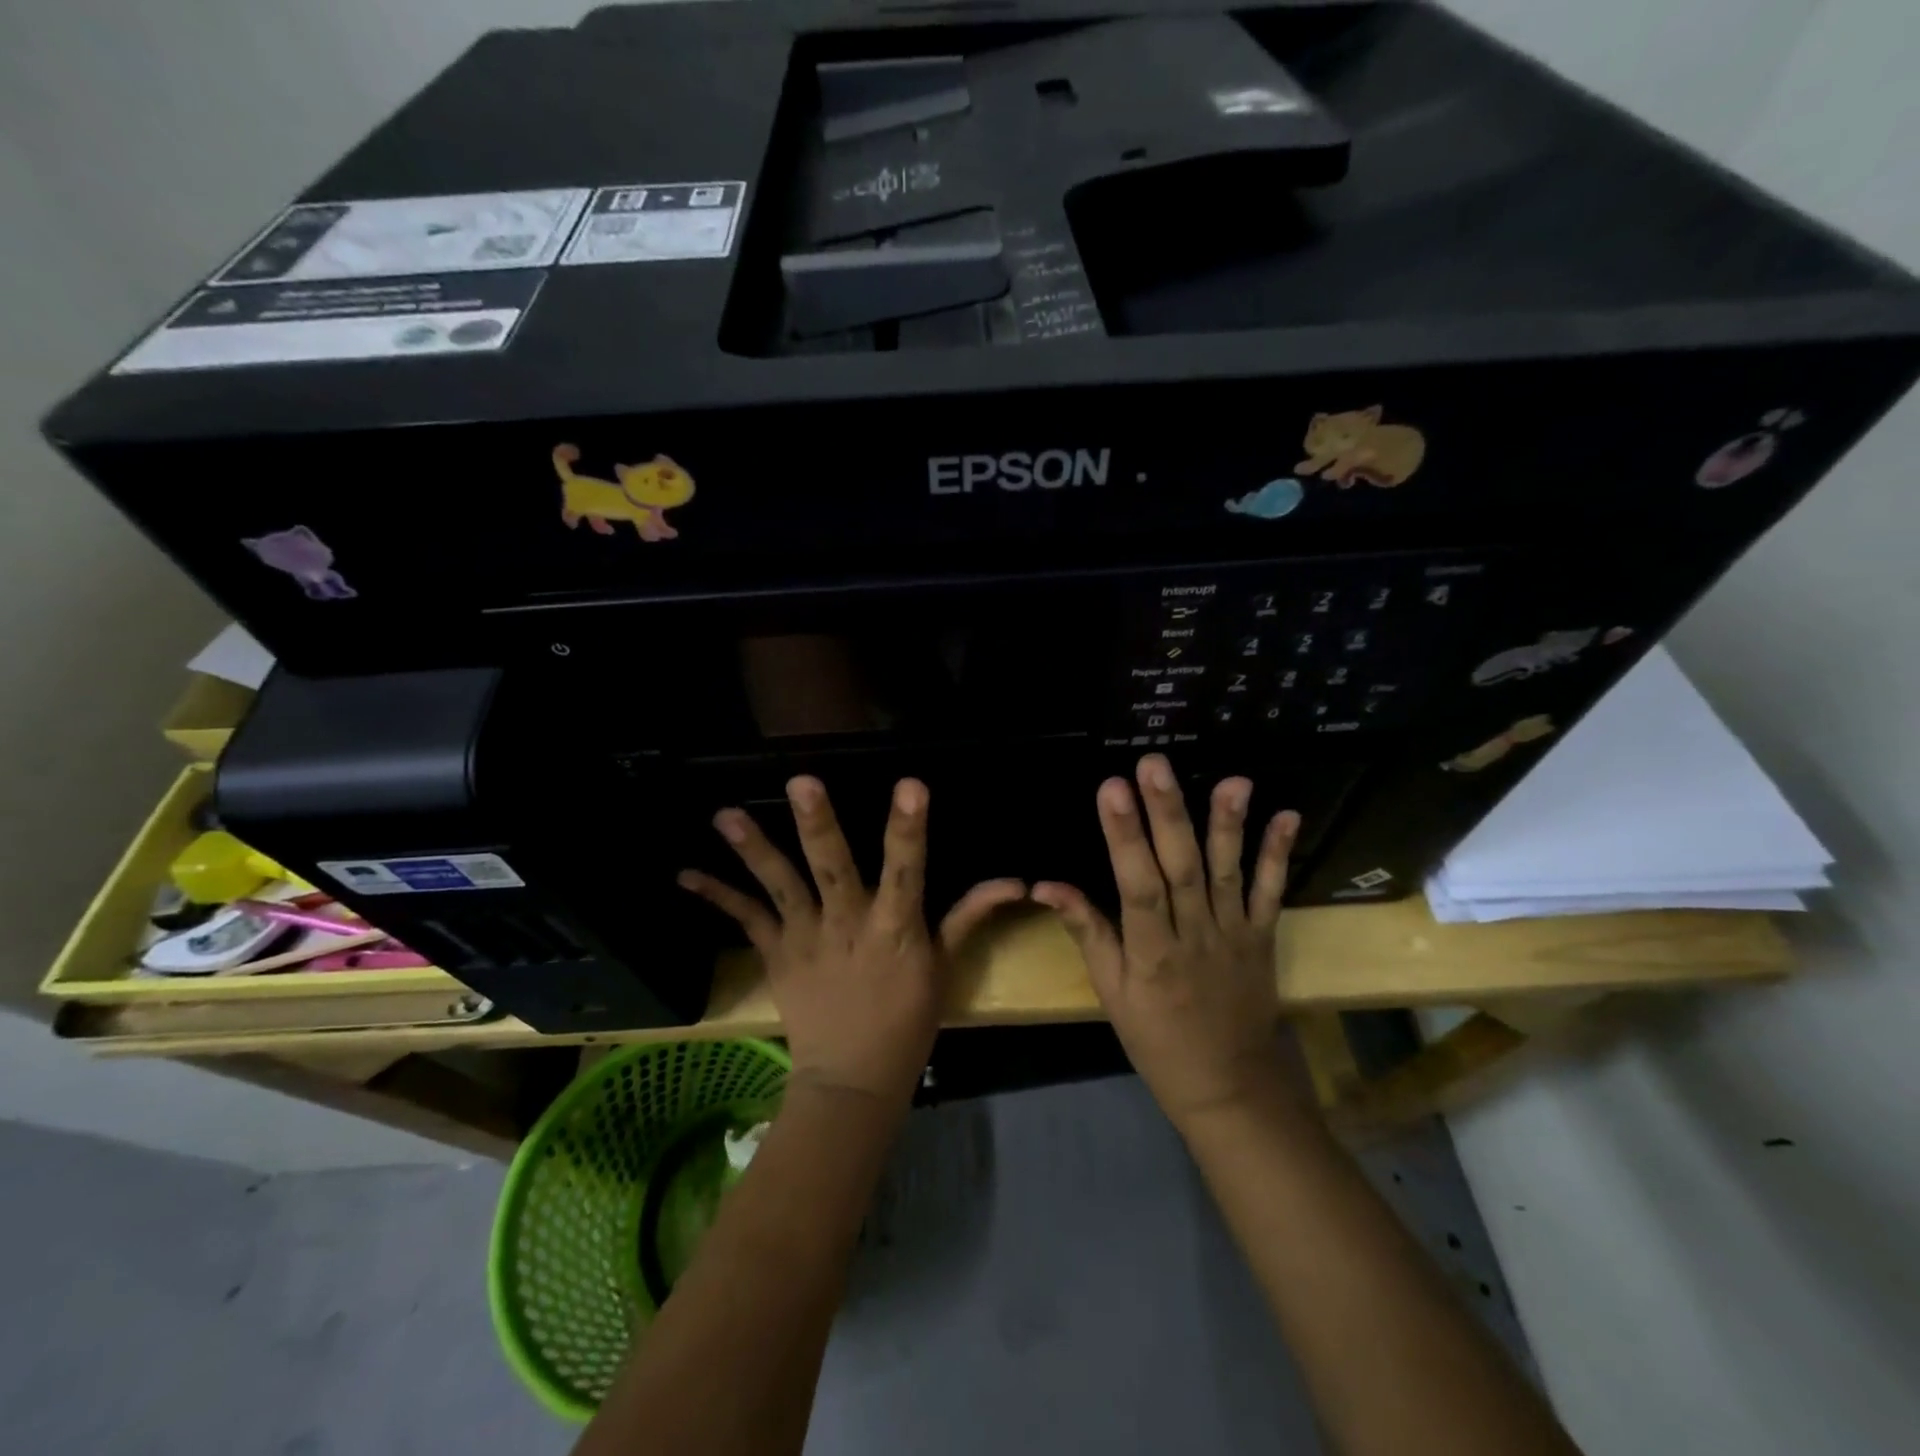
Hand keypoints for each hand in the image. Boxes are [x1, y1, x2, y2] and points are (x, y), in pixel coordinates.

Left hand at [680, 776, 1025, 1108]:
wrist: (854, 1079)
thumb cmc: (908, 1020)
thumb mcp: (945, 966)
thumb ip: (970, 916)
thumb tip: (1013, 881)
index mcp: (895, 928)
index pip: (908, 870)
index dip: (908, 830)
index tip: (911, 787)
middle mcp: (847, 925)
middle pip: (833, 869)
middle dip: (819, 825)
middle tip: (801, 782)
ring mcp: (806, 939)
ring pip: (780, 887)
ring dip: (754, 850)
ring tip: (726, 816)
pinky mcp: (777, 955)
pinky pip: (746, 921)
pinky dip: (717, 897)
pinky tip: (686, 874)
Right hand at [1033, 755, 1301, 1130]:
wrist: (1229, 1087)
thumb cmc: (1157, 1040)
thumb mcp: (1111, 993)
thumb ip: (1086, 932)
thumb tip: (1047, 885)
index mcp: (1151, 954)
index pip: (1136, 885)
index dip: (1124, 836)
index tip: (1112, 788)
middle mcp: (1194, 937)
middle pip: (1181, 868)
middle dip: (1167, 813)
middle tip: (1155, 764)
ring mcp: (1234, 935)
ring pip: (1228, 874)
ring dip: (1229, 825)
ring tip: (1232, 780)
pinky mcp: (1263, 938)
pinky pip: (1272, 894)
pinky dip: (1280, 856)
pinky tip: (1287, 817)